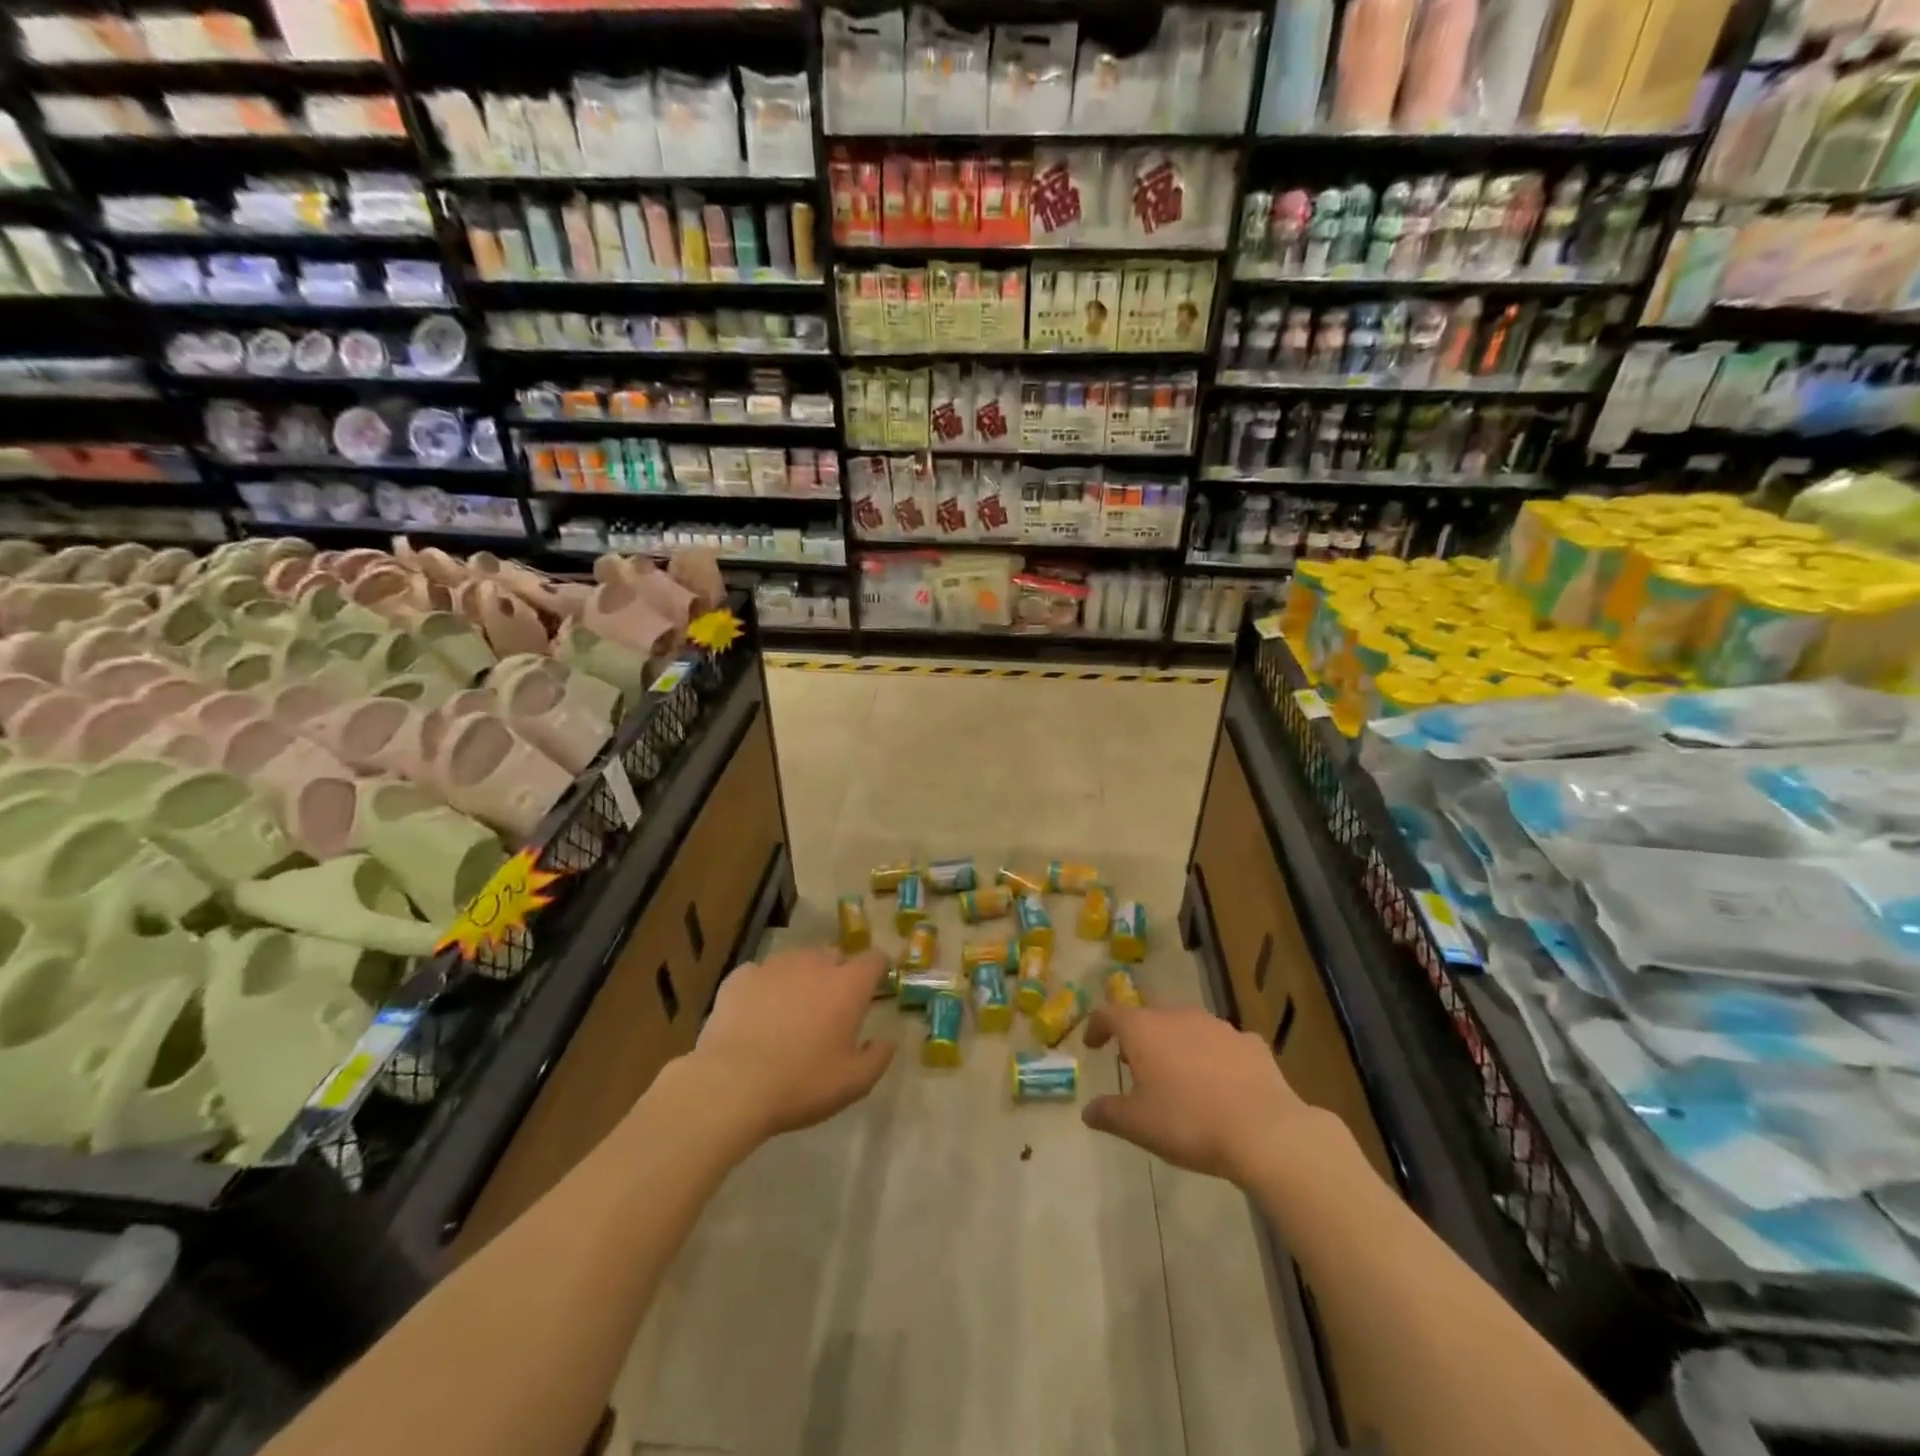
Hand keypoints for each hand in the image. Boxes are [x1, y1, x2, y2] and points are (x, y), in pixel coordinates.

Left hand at [689, 945, 894, 1142]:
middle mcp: (815, 963)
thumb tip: (887, 1040)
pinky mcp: (741, 976)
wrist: (732, 1084)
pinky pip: (760, 974)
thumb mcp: (853, 1083)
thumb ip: (878, 1057)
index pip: (875, 959)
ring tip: (790, 1010)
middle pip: (834, 955)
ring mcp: (775, 965)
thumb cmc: (802, 1083)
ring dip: (800, 978)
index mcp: (848, 985)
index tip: (873, 987)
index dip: (877, 970)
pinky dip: (764, 987)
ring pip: (796, 961)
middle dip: (837, 974)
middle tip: (830, 1007)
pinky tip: (756, 1014)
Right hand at [1082, 1005, 1340, 1184]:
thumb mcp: (1139, 1126)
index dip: (1096, 1027)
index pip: (1109, 1014)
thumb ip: (1108, 1113)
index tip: (1092, 1046)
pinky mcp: (1250, 1042)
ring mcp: (1218, 1025)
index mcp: (1144, 1030)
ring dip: (1176, 1045)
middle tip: (1134, 1065)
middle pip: (1149, 1018)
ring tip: (1177, 1075)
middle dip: (1138, 1039)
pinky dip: (1213, 1057)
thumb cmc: (1189, 1123)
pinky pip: (1222, 1044)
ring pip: (1186, 1027)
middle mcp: (1178, 1016)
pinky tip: (1221, 1084)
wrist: (1264, 1131)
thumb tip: (1088, 1110)